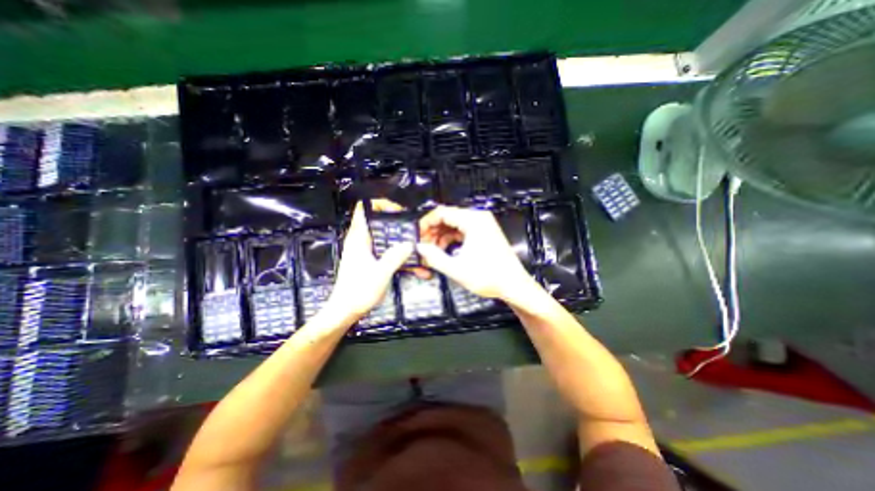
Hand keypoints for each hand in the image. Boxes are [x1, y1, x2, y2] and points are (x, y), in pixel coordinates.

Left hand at [324, 202, 413, 322]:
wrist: (345, 311)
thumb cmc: (358, 291)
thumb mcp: (381, 273)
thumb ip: (395, 257)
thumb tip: (410, 243)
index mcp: (359, 238)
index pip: (364, 210)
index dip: (379, 204)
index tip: (398, 211)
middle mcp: (361, 241)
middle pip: (377, 222)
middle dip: (396, 223)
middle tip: (412, 229)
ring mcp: (365, 251)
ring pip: (384, 237)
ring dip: (399, 240)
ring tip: (416, 246)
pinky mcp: (369, 261)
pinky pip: (385, 250)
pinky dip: (397, 253)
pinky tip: (412, 264)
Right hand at [415, 204, 540, 303]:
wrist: (514, 285)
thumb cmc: (489, 277)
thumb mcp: (457, 269)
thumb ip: (434, 257)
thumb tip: (419, 248)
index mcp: (473, 220)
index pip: (442, 212)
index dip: (426, 223)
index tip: (416, 236)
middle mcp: (478, 217)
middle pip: (447, 217)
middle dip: (432, 231)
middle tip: (422, 246)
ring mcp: (482, 224)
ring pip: (453, 224)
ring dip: (440, 236)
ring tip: (432, 251)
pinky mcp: (483, 232)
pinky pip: (461, 230)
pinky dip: (451, 239)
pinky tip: (444, 251)